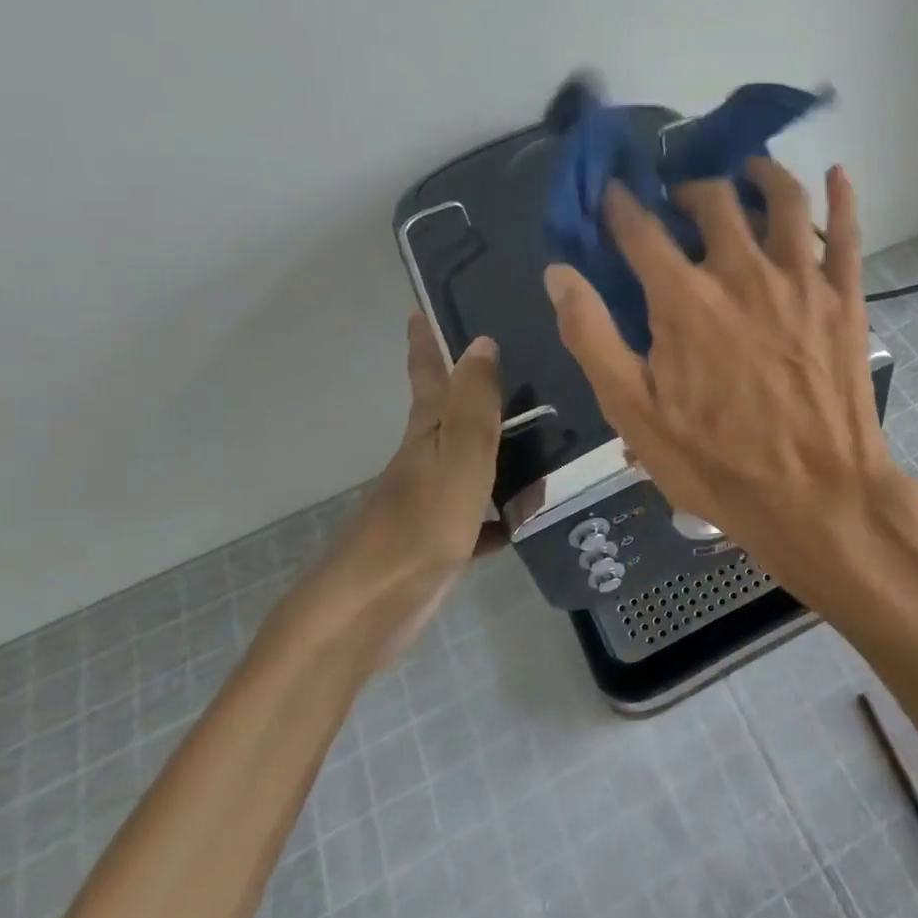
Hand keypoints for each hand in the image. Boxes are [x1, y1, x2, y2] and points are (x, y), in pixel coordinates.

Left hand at [295, 314, 502, 662]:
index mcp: (428, 434)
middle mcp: (428, 460)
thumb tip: (481, 341)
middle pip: (454, 417)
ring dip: (502, 448)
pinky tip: (532, 515)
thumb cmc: (420, 525)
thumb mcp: (458, 457)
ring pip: (474, 464)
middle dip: (476, 390)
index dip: (425, 343)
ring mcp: (433, 501)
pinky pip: (482, 517)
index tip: (421, 310)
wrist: (371, 607)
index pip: (429, 375)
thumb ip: (475, 404)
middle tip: (519, 366)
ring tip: (547, 434)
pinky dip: (503, 513)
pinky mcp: (441, 540)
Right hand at [545, 160, 916, 609]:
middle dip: (687, 190)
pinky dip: (841, 197)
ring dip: (759, 175)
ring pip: (782, 199)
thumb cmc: (720, 465)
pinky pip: (847, 231)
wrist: (820, 497)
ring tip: (745, 173)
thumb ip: (592, 338)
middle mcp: (742, 272)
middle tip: (680, 200)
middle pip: (712, 200)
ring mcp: (801, 280)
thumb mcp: (636, 415)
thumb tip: (559, 273)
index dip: (620, 207)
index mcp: (684, 300)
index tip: (614, 196)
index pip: (640, 230)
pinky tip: (837, 175)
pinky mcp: (845, 298)